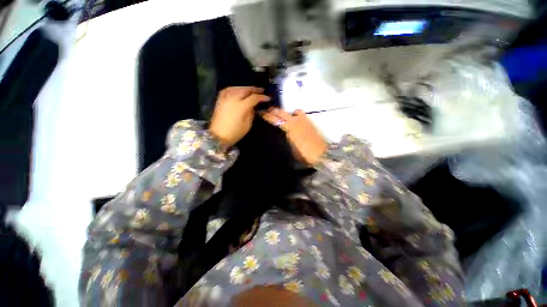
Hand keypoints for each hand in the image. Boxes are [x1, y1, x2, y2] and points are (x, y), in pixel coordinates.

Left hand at [209, 87, 270, 147]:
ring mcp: (225, 98)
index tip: (268, 98)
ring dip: (246, 88)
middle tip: (262, 91)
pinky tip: (238, 90)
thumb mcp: (247, 125)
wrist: (218, 136)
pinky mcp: (220, 100)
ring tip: (252, 90)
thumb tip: (253, 106)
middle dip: (255, 89)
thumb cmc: (235, 133)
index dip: (262, 97)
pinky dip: (235, 88)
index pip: (254, 98)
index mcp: (241, 107)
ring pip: (237, 88)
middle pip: (245, 90)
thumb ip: (251, 113)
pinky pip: (228, 90)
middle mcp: (233, 99)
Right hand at [262, 108, 327, 165]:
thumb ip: (287, 139)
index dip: (268, 116)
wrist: (322, 154)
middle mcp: (296, 122)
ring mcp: (304, 121)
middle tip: (267, 111)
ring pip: (292, 111)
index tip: (261, 113)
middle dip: (274, 111)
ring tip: (280, 115)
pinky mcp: (309, 122)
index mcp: (290, 129)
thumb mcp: (292, 149)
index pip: (276, 120)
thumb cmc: (305, 155)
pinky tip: (294, 118)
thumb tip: (283, 133)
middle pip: (282, 113)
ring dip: (285, 112)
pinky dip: (295, 114)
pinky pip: (300, 114)